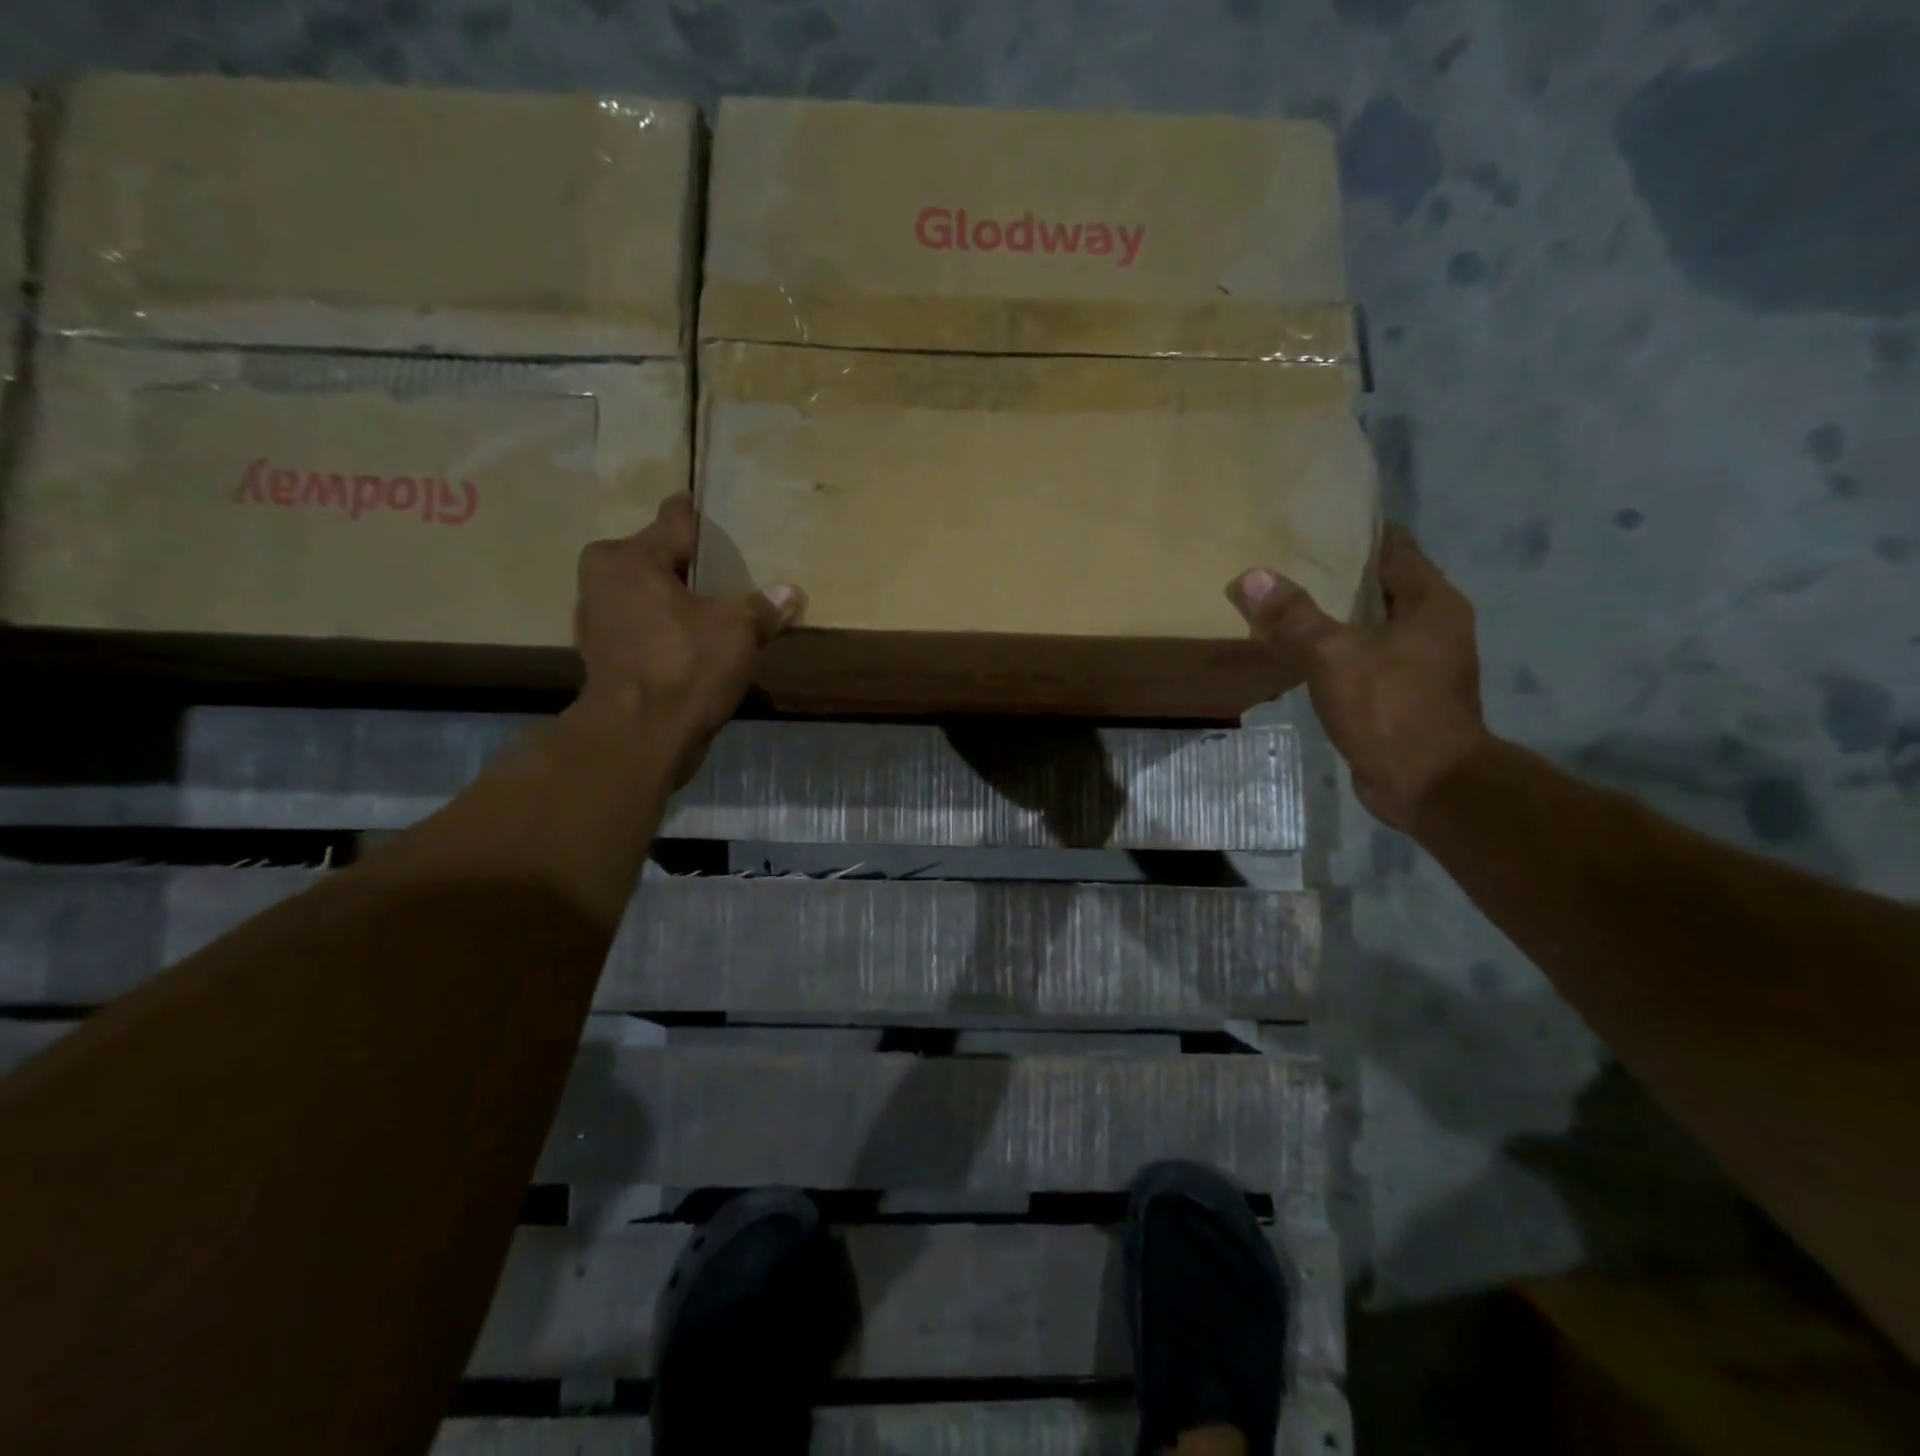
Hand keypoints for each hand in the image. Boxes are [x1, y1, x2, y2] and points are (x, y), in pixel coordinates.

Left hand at [571, 494, 801, 782]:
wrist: (639, 737)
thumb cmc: (684, 666)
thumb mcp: (737, 630)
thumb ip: (763, 607)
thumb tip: (791, 593)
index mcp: (630, 558)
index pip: (673, 520)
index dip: (697, 516)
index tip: (711, 509)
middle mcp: (603, 579)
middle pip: (655, 558)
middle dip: (684, 564)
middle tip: (723, 570)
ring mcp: (598, 620)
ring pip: (646, 595)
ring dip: (673, 600)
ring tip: (711, 606)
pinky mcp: (605, 657)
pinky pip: (644, 628)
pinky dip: (665, 630)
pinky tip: (693, 642)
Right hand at [1227, 526, 1490, 831]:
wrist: (1427, 784)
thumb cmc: (1391, 709)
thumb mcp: (1336, 656)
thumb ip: (1294, 616)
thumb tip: (1251, 576)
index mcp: (1431, 603)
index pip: (1395, 548)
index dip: (1358, 532)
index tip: (1316, 520)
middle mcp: (1433, 626)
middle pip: (1381, 585)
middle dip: (1339, 573)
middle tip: (1288, 558)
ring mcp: (1420, 662)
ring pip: (1372, 623)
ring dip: (1336, 614)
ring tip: (1287, 599)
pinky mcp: (1402, 693)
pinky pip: (1365, 656)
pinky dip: (1337, 648)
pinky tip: (1301, 650)